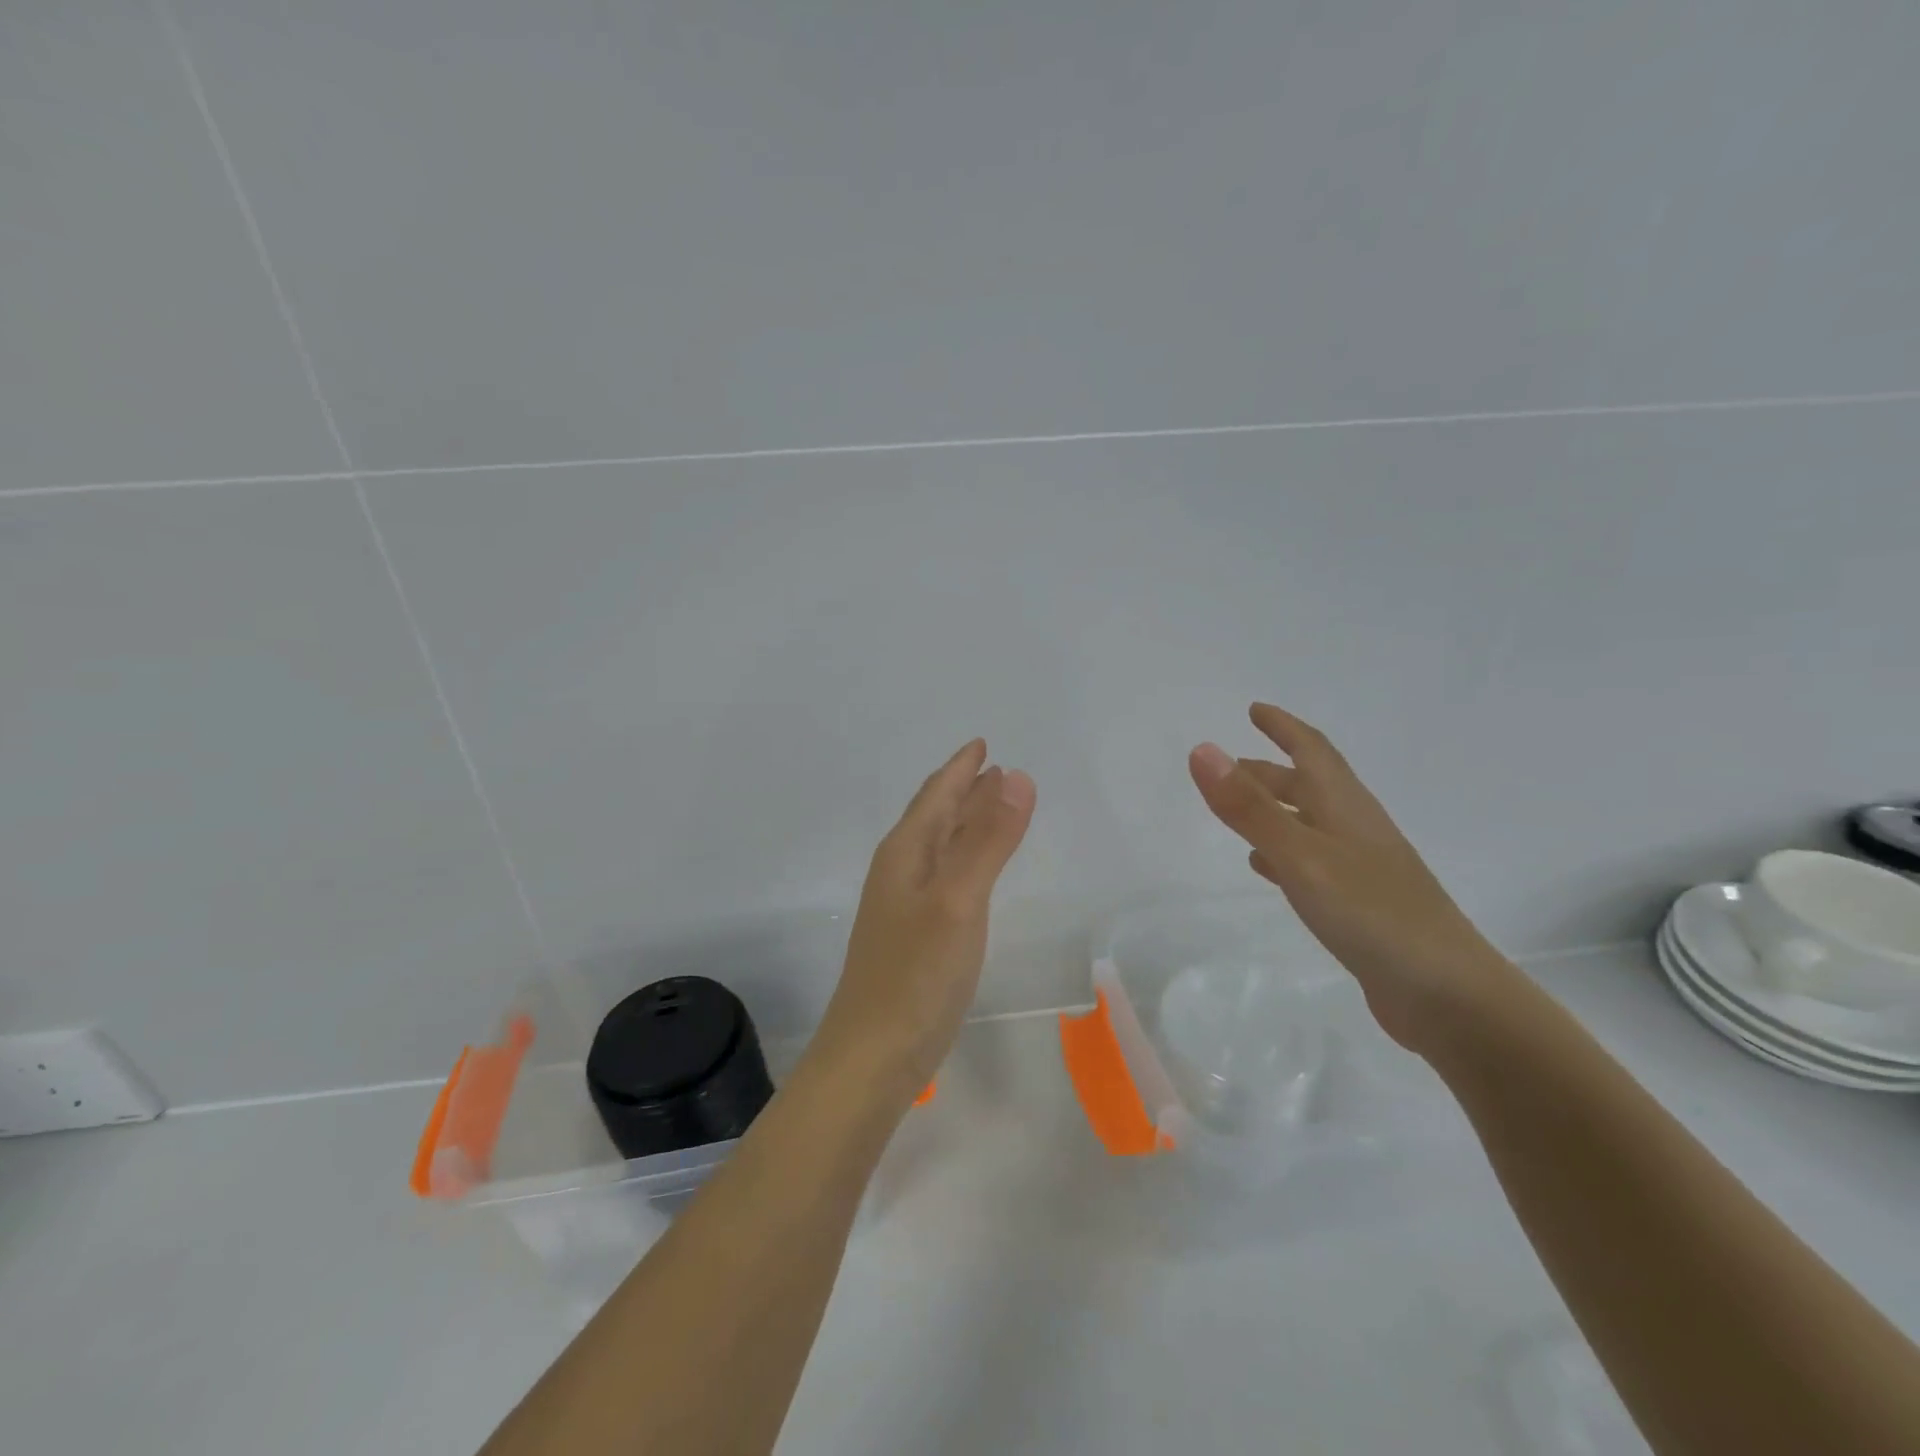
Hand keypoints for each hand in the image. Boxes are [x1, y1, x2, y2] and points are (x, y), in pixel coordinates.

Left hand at [810, 740, 1036, 1099]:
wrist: (872, 1057)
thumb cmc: (916, 974)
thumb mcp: (958, 899)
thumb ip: (988, 839)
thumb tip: (1017, 776)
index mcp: (905, 853)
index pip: (936, 795)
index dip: (961, 768)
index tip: (983, 744)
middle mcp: (899, 871)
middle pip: (935, 816)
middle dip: (965, 790)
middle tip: (997, 770)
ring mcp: (903, 906)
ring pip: (938, 847)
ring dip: (964, 822)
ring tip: (992, 806)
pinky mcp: (913, 936)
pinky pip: (942, 877)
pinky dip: (963, 858)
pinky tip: (971, 871)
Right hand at [1188, 703, 1509, 1052]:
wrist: (1448, 996)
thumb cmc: (1373, 914)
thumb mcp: (1301, 855)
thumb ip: (1249, 807)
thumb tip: (1203, 750)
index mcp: (1346, 807)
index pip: (1312, 751)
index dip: (1284, 727)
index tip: (1255, 709)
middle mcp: (1356, 830)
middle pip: (1310, 786)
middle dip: (1270, 771)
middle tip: (1230, 767)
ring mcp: (1362, 869)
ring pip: (1310, 823)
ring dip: (1275, 810)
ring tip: (1239, 813)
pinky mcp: (1361, 905)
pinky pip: (1313, 862)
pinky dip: (1284, 853)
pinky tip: (1267, 867)